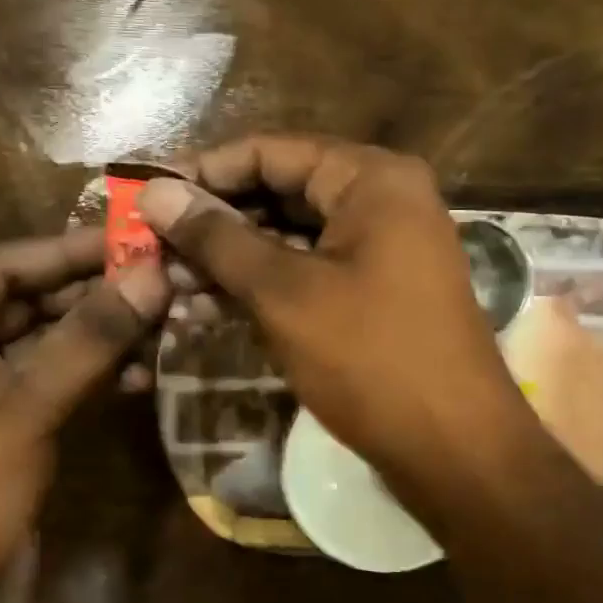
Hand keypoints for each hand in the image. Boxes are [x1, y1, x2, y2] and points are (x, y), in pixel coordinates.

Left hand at [0, 229, 168, 602]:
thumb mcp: (21, 409)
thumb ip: (89, 338)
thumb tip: (154, 273)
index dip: (66, 250)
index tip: (133, 234)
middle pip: (22, 303)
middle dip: (91, 294)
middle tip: (162, 275)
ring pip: (42, 344)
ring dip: (99, 334)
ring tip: (165, 317)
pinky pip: (49, 383)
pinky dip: (91, 375)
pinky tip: (143, 369)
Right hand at [139, 136, 533, 499]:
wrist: (456, 451)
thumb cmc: (371, 358)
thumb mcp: (284, 293)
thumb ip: (218, 238)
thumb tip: (156, 192)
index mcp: (372, 178)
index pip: (271, 151)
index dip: (205, 171)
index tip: (147, 195)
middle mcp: (382, 200)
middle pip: (281, 192)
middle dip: (215, 222)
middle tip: (151, 246)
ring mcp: (383, 249)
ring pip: (291, 237)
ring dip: (232, 260)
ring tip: (169, 283)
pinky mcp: (376, 292)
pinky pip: (310, 273)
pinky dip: (264, 287)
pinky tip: (209, 308)